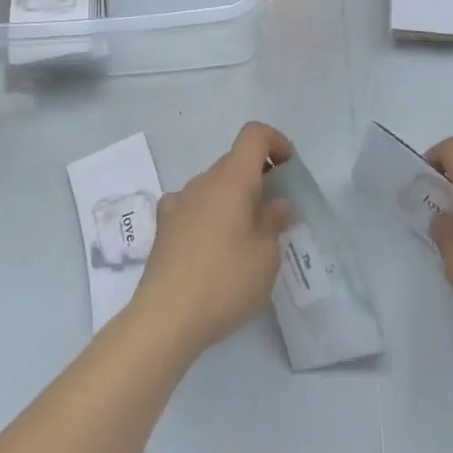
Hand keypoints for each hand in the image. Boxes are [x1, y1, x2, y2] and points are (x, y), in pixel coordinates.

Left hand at [132, 122, 295, 357]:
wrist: (165, 317)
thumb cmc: (225, 281)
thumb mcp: (266, 256)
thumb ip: (273, 222)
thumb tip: (275, 203)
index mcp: (232, 179)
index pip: (254, 135)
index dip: (275, 141)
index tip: (288, 166)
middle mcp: (203, 181)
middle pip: (234, 162)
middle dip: (257, 177)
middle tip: (273, 214)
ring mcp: (179, 201)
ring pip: (213, 186)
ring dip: (232, 199)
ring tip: (243, 238)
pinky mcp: (163, 225)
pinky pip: (192, 206)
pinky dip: (207, 215)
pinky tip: (210, 246)